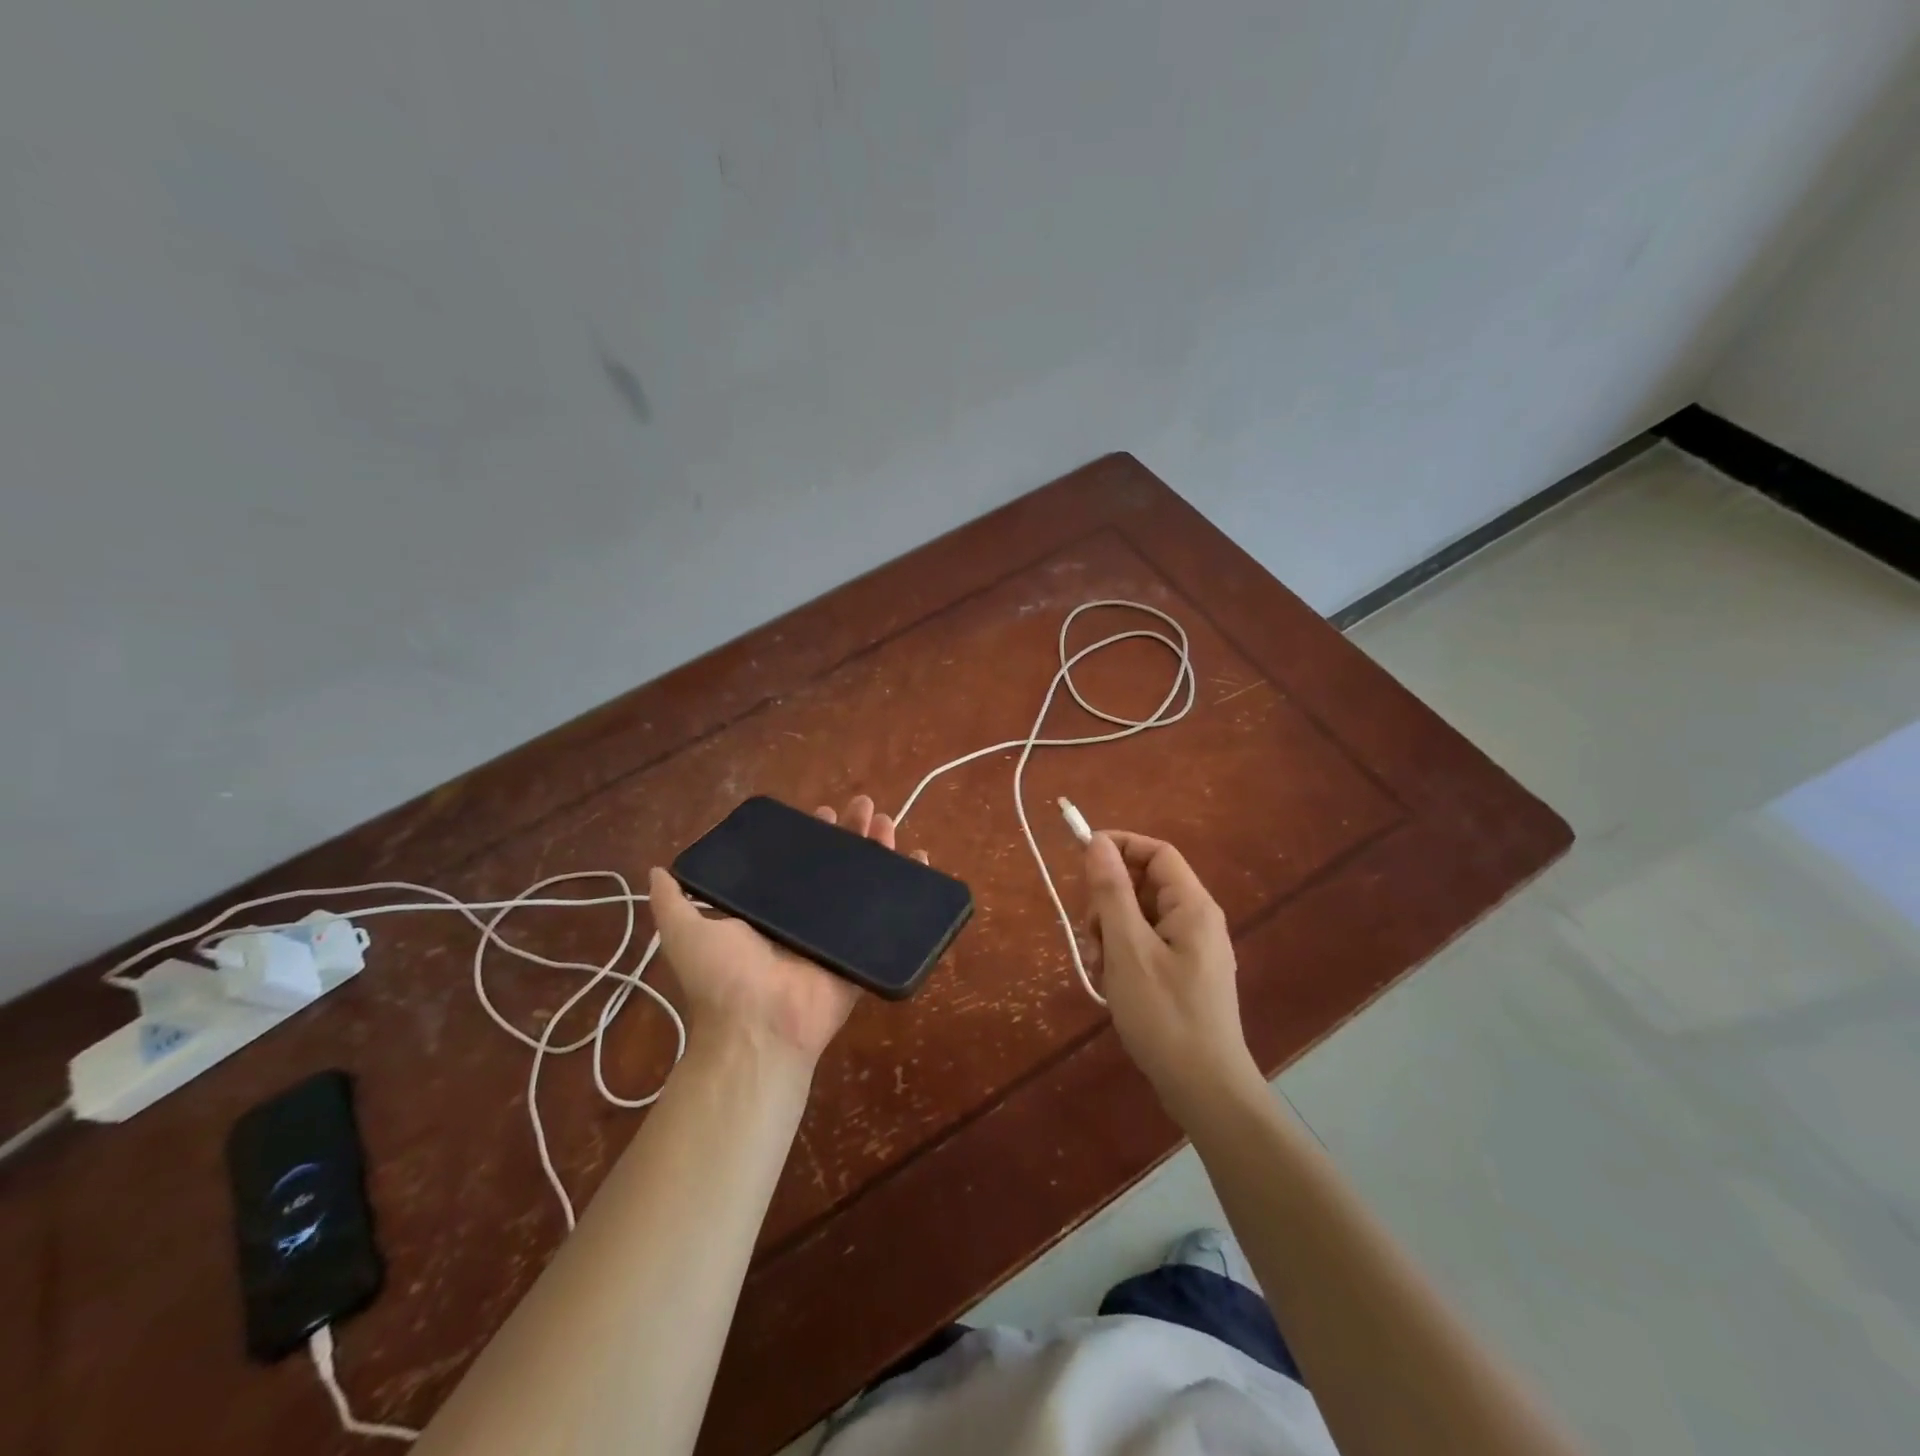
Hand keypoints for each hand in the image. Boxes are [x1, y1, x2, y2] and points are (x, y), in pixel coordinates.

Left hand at [648, 795, 924, 1068]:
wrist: (759, 1029)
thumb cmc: (723, 978)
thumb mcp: (684, 932)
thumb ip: (672, 901)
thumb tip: (656, 869)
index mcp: (771, 910)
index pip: (796, 862)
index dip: (810, 836)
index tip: (822, 812)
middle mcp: (806, 919)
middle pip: (837, 866)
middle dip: (852, 834)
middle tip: (866, 806)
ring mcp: (838, 936)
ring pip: (866, 884)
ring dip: (879, 850)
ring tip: (889, 822)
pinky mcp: (863, 953)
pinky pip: (891, 919)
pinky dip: (910, 888)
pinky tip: (920, 858)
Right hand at [1085, 830, 1261, 1121]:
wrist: (1205, 1089)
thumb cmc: (1165, 1015)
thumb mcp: (1128, 949)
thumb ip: (1112, 892)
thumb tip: (1098, 842)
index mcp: (1192, 906)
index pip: (1156, 852)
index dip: (1119, 847)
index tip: (1081, 860)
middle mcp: (1196, 920)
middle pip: (1144, 885)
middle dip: (1108, 901)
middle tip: (1090, 935)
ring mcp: (1191, 950)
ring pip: (1139, 917)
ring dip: (1110, 932)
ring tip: (1098, 967)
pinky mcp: (1183, 975)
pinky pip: (1145, 945)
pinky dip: (1122, 955)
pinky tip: (1109, 983)